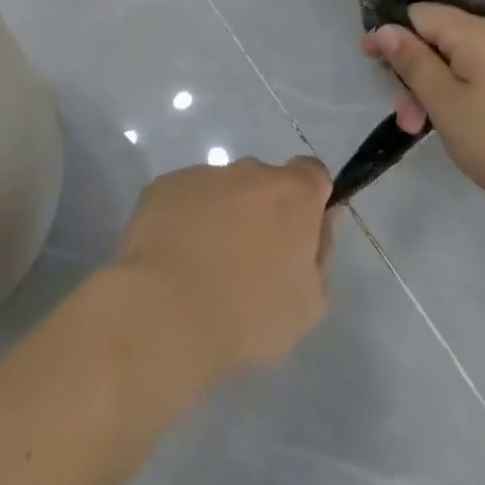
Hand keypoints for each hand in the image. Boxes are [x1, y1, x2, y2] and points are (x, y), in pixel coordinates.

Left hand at [114, 156, 334, 379]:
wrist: (166, 312)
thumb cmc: (248, 314)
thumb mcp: (309, 303)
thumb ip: (320, 254)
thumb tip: (318, 224)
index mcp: (292, 193)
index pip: (313, 173)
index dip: (310, 202)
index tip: (298, 237)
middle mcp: (249, 171)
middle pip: (265, 183)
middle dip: (262, 212)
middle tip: (249, 263)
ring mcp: (204, 174)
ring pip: (223, 191)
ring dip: (222, 217)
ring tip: (204, 269)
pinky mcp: (165, 186)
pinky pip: (185, 199)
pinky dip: (185, 221)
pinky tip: (174, 261)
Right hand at [363, 3, 484, 225]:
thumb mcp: (445, 104)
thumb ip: (413, 62)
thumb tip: (386, 28)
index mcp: (476, 33)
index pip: (419, 14)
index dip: (392, 36)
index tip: (372, 66)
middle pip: (438, 38)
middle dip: (413, 72)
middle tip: (405, 117)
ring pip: (458, 61)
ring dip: (434, 90)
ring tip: (424, 131)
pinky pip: (480, 76)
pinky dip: (460, 95)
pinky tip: (458, 128)